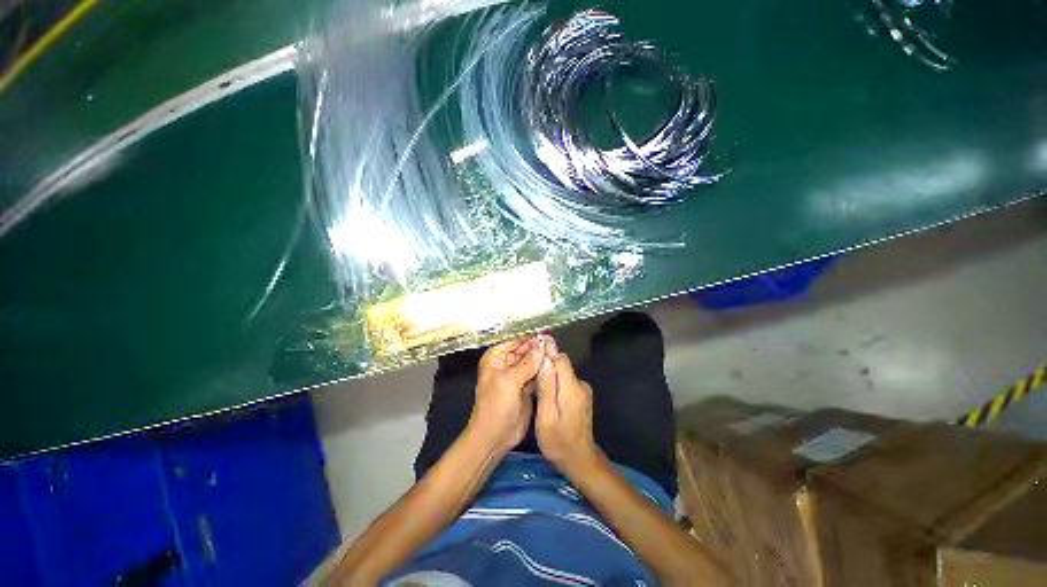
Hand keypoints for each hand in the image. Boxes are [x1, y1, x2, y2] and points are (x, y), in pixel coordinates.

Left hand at [465, 337, 543, 456]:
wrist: (495, 437)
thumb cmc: (496, 406)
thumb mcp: (509, 382)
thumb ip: (527, 363)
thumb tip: (542, 345)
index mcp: (496, 358)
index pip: (514, 340)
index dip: (529, 336)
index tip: (546, 331)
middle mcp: (506, 363)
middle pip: (525, 349)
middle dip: (538, 346)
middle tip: (555, 342)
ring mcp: (517, 375)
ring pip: (532, 361)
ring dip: (543, 357)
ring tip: (557, 351)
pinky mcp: (526, 386)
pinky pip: (537, 373)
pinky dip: (545, 370)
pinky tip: (555, 365)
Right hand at [535, 338, 600, 474]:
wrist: (579, 460)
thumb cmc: (558, 442)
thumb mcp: (546, 416)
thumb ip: (547, 386)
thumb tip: (545, 359)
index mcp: (572, 388)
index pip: (560, 358)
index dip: (546, 351)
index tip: (531, 350)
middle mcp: (580, 384)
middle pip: (562, 364)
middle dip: (546, 363)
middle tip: (529, 371)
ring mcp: (583, 390)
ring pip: (563, 372)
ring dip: (550, 373)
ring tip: (534, 382)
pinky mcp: (581, 395)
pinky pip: (566, 380)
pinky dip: (555, 382)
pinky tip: (545, 393)